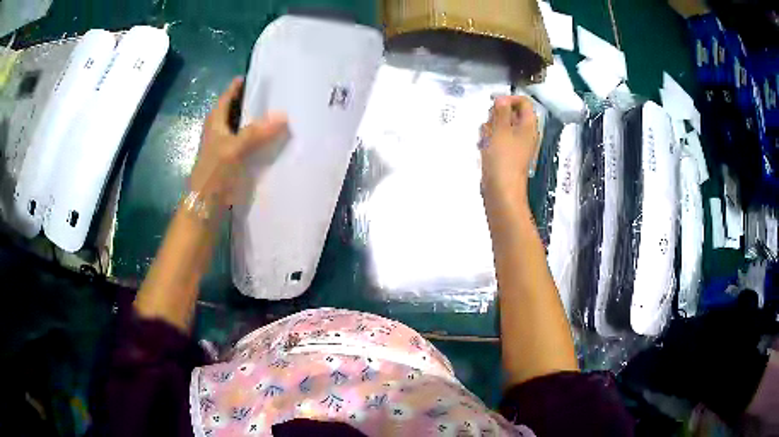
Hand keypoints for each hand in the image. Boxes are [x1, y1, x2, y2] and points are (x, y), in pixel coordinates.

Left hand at [189, 77, 287, 208]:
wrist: (206, 206)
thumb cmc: (214, 173)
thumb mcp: (233, 149)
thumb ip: (256, 132)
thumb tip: (284, 115)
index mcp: (216, 120)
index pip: (229, 94)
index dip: (242, 83)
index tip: (261, 75)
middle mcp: (220, 128)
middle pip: (238, 108)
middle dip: (256, 101)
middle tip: (280, 93)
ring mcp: (226, 144)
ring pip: (245, 125)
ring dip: (260, 120)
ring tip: (283, 112)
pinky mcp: (233, 159)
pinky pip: (249, 142)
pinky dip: (260, 137)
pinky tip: (275, 138)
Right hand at [479, 96, 538, 207]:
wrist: (502, 190)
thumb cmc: (503, 158)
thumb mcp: (501, 129)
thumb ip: (501, 111)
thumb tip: (502, 98)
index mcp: (528, 125)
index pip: (523, 102)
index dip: (509, 99)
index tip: (493, 103)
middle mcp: (525, 134)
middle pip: (511, 114)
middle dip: (496, 115)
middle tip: (489, 124)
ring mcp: (516, 145)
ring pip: (502, 127)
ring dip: (490, 128)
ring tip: (484, 138)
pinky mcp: (507, 155)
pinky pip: (498, 140)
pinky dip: (490, 140)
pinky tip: (482, 147)